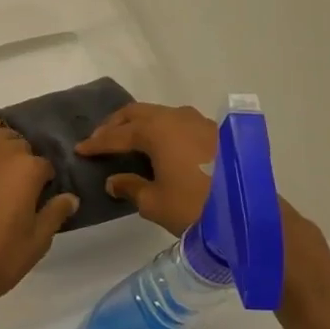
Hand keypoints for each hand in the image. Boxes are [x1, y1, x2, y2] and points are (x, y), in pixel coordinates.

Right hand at [80, 102, 329, 306]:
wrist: (249, 214)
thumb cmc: (195, 208)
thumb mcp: (154, 202)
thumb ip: (130, 186)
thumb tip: (115, 180)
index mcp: (157, 130)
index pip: (118, 134)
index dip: (97, 143)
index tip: (80, 150)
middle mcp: (176, 118)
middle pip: (137, 113)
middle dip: (115, 125)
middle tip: (99, 139)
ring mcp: (199, 123)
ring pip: (159, 115)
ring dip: (139, 125)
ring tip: (127, 141)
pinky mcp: (215, 134)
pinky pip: (177, 124)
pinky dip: (161, 130)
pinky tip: (159, 148)